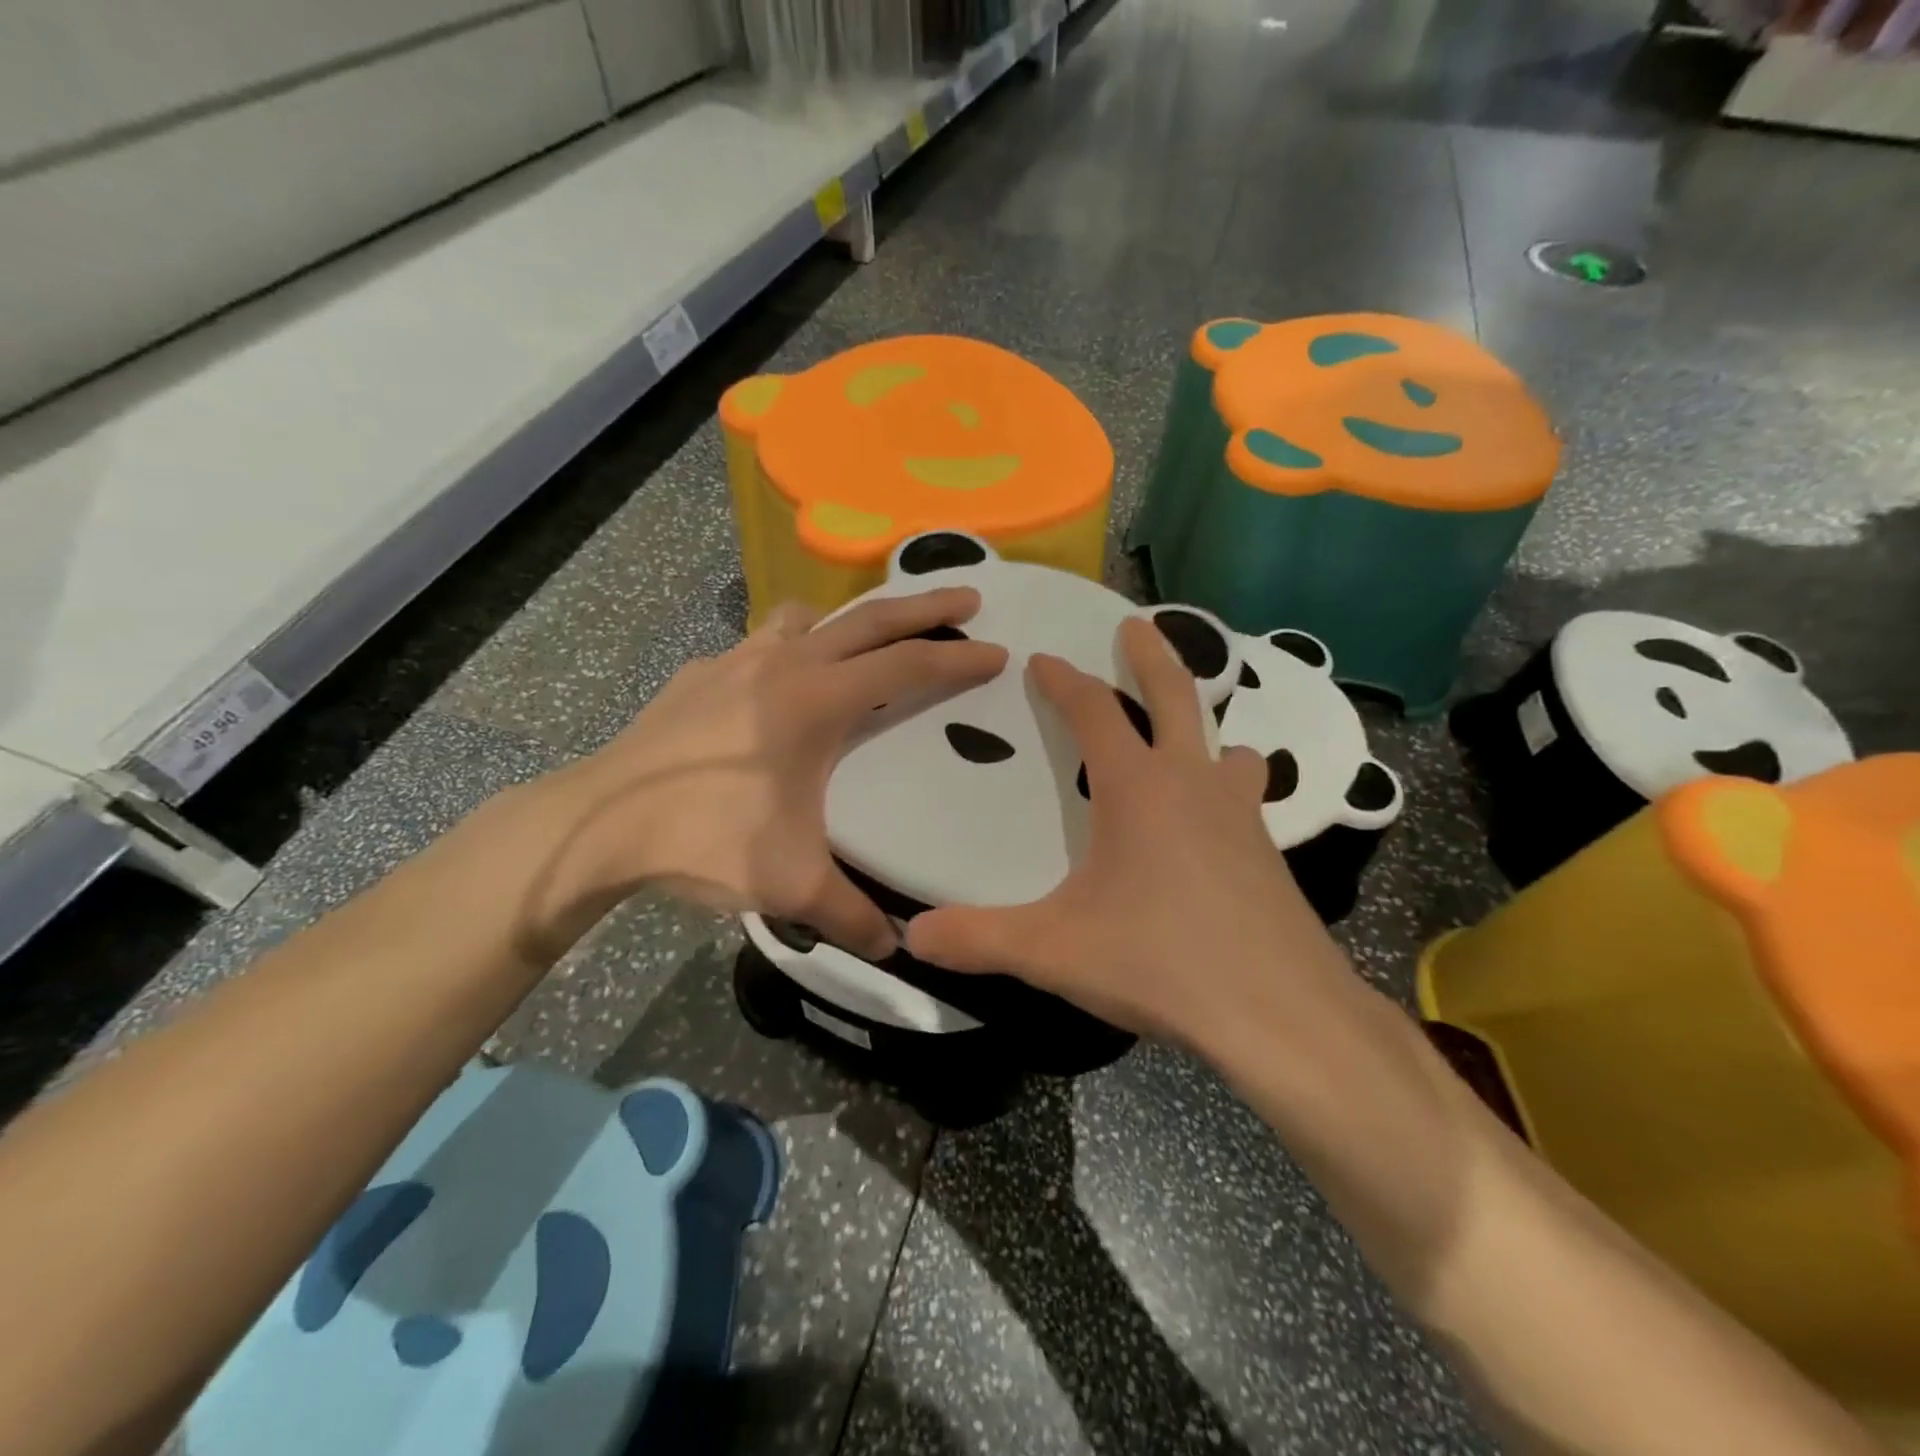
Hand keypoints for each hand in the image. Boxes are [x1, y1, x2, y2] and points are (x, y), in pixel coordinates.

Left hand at [543, 588, 1005, 958]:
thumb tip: (894, 950)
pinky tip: (776, 690)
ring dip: (848, 622)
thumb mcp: (789, 885)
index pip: (907, 668)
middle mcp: (783, 664)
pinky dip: (787, 650)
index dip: (958, 660)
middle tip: (968, 597)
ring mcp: (735, 660)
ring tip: (864, 645)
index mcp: (817, 701)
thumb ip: (851, 916)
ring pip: (808, 619)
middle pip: (870, 620)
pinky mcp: (699, 673)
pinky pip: (759, 644)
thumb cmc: (704, 840)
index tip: (998, 652)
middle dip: (925, 606)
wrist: (598, 824)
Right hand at [907, 616, 1354, 1045]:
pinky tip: (1216, 823)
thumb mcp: (1054, 951)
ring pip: (1225, 747)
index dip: (1063, 681)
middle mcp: (1192, 783)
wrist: (1280, 1012)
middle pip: (1175, 696)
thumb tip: (912, 934)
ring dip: (1202, 729)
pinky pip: (1245, 797)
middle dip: (1150, 655)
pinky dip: (1226, 787)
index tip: (1043, 660)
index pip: (1093, 711)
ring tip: (1187, 734)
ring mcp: (1240, 815)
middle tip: (1135, 625)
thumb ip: (978, 939)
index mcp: (1136, 788)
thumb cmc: (1161, 962)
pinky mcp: (1269, 853)